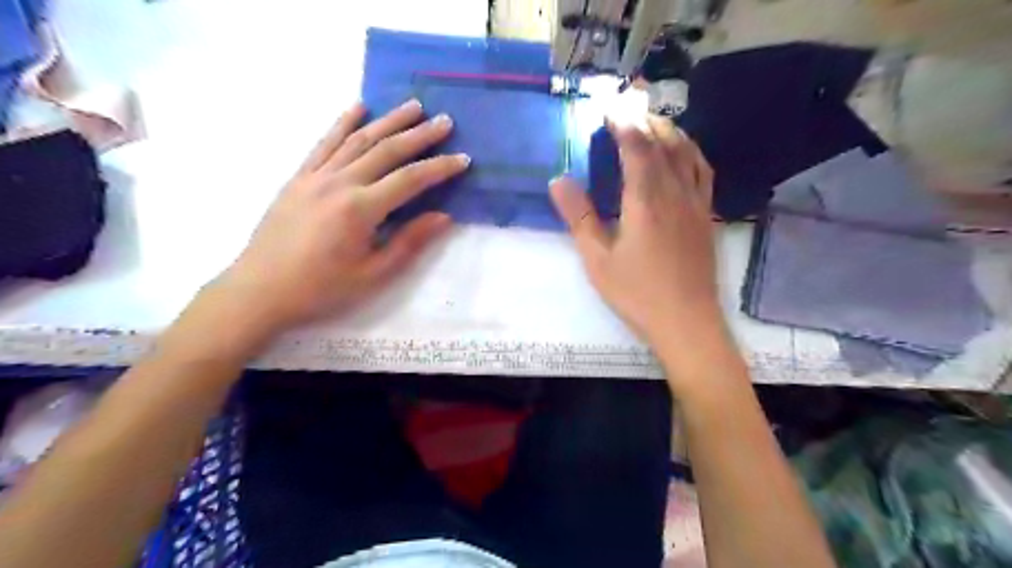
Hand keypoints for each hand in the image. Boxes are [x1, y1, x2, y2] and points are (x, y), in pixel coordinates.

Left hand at [212, 100, 465, 334]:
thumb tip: (443, 217)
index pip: (410, 179)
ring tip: (413, 106)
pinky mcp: (299, 177)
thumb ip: (409, 242)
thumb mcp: (372, 275)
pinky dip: (343, 123)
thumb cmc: (321, 289)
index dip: (439, 168)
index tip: (463, 159)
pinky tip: (358, 107)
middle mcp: (340, 183)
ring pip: (358, 139)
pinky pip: (325, 143)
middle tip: (445, 121)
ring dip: (388, 120)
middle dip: (420, 135)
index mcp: (360, 209)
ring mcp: (316, 175)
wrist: (260, 290)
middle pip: (387, 150)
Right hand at [552, 115, 727, 372]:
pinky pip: (703, 172)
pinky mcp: (705, 217)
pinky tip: (685, 153)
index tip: (609, 109)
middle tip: (628, 105)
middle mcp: (674, 193)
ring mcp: (695, 204)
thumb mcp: (597, 259)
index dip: (623, 123)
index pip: (637, 148)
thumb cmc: (637, 293)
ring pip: (687, 153)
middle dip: (646, 119)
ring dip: (670, 130)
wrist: (686, 321)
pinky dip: (692, 152)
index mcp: (645, 200)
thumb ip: (579, 217)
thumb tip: (559, 180)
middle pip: (664, 143)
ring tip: (654, 121)